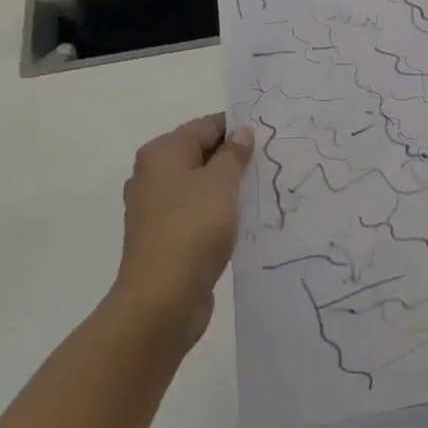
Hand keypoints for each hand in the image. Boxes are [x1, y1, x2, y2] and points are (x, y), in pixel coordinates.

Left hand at [113, 114, 253, 345]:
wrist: (162, 300)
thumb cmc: (192, 229)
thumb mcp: (221, 184)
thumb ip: (234, 155)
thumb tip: (241, 132)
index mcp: (161, 154)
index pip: (206, 126)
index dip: (238, 128)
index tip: (271, 134)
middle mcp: (153, 176)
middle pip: (202, 155)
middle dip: (236, 158)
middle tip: (275, 161)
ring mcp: (158, 210)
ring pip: (202, 186)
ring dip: (230, 187)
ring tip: (266, 189)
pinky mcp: (167, 238)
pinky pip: (199, 214)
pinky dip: (221, 213)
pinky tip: (247, 220)